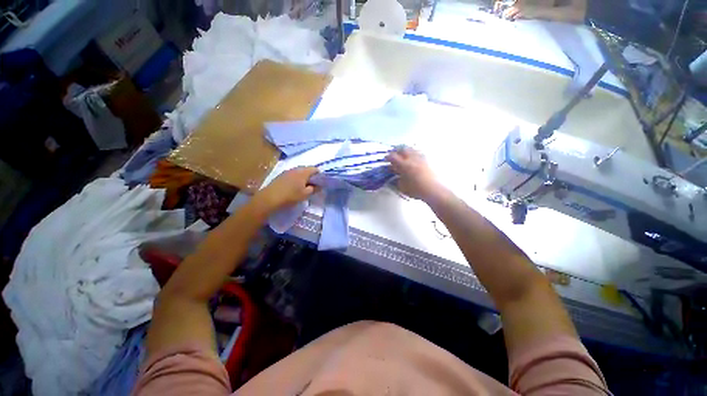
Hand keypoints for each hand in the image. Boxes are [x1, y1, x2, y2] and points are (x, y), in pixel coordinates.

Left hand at [254, 167, 319, 212]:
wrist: (270, 198)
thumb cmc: (290, 196)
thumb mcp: (305, 194)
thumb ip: (314, 189)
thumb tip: (319, 186)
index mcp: (303, 172)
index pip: (315, 169)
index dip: (319, 175)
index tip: (320, 183)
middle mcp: (295, 169)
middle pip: (307, 169)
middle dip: (311, 176)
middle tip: (313, 185)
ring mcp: (287, 171)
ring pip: (299, 172)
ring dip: (303, 178)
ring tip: (304, 187)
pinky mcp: (281, 175)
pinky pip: (292, 175)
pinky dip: (296, 179)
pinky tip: (294, 187)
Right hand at [386, 147, 444, 201]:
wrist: (434, 190)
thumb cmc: (416, 190)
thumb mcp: (402, 187)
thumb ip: (397, 180)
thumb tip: (395, 176)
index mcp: (404, 165)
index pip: (393, 157)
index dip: (388, 157)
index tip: (386, 159)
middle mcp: (412, 159)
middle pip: (402, 149)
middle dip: (396, 150)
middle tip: (393, 154)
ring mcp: (421, 158)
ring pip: (411, 149)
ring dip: (405, 150)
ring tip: (403, 155)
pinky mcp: (427, 160)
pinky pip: (418, 152)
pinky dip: (413, 153)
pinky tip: (413, 158)